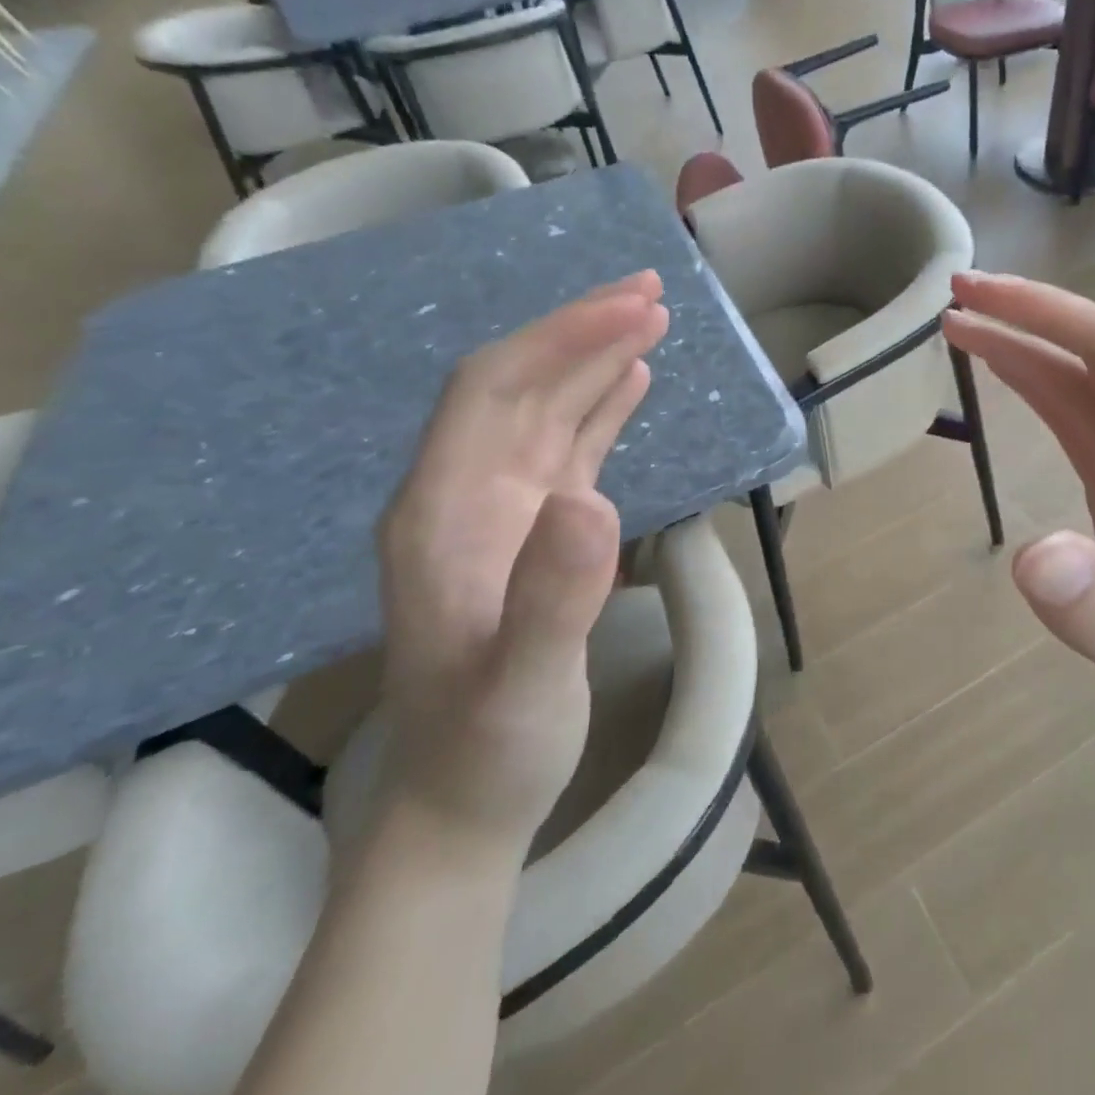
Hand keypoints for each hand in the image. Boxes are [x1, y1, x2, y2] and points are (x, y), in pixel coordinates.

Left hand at [374, 272, 668, 856]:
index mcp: (441, 512)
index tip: (632, 311)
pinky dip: (598, 404)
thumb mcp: (523, 687)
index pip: (493, 391)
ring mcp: (497, 510)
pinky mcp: (531, 529)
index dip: (560, 340)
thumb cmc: (489, 750)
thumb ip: (551, 597)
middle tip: (652, 290)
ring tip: (651, 317)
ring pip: (544, 407)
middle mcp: (463, 493)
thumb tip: (593, 498)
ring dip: (594, 358)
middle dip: (581, 330)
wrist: (464, 804)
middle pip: (518, 383)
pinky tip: (629, 381)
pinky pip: (565, 445)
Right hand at [943, 272, 1094, 807]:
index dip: (1053, 315)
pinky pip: (1081, 416)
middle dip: (1032, 314)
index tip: (982, 296)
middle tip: (955, 294)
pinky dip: (1037, 384)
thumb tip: (1031, 555)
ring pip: (1088, 379)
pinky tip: (1001, 371)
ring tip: (959, 323)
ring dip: (1027, 344)